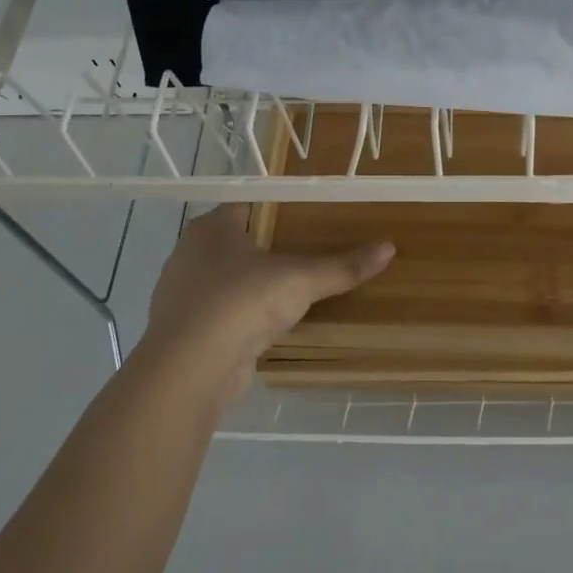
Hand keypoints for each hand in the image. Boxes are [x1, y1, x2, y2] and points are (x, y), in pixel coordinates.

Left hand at [140, 205, 393, 400]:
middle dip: (268, 245)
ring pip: (227, 278)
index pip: (246, 203)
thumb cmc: (241, 303)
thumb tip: (389, 248)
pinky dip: (244, 316)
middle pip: (236, 240)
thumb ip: (342, 266)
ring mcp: (184, 293)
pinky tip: (269, 323)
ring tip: (294, 286)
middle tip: (310, 247)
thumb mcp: (300, 280)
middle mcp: (191, 253)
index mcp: (211, 227)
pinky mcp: (187, 330)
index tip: (309, 212)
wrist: (190, 369)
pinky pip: (222, 313)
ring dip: (254, 283)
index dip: (276, 206)